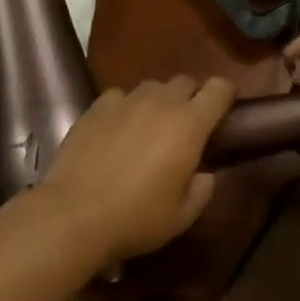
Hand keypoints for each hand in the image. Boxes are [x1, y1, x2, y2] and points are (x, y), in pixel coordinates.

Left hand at [36, 76, 236, 263]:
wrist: (74, 215)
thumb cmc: (137, 218)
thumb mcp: (182, 216)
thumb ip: (202, 190)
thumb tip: (205, 174)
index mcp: (190, 125)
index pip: (219, 89)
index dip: (225, 94)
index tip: (225, 109)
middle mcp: (160, 103)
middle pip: (184, 82)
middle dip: (190, 98)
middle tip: (184, 126)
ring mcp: (125, 101)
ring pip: (151, 87)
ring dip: (157, 101)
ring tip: (149, 127)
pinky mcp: (95, 108)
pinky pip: (119, 96)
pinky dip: (124, 107)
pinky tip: (117, 129)